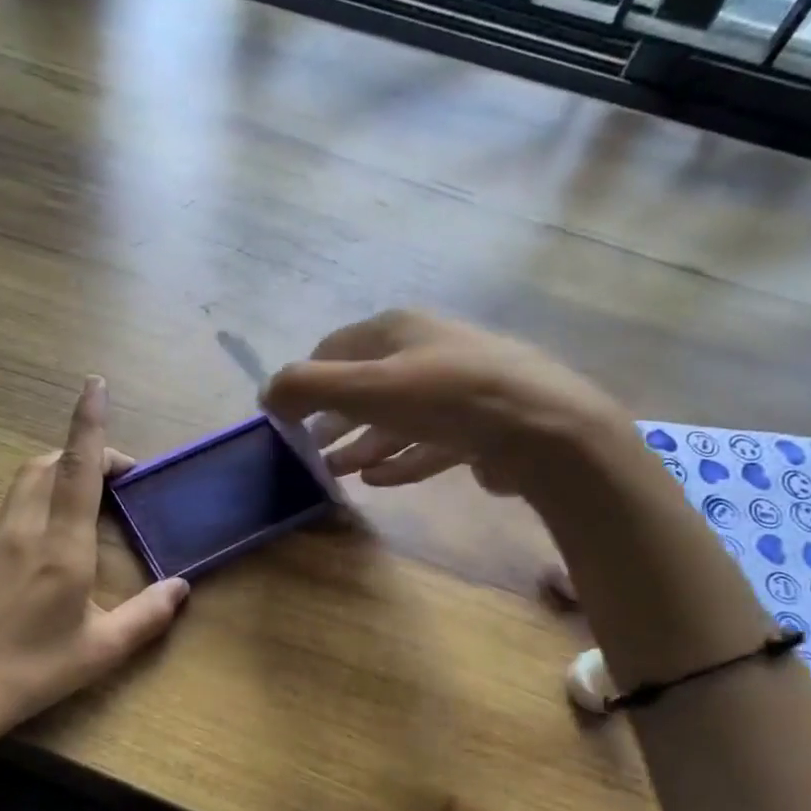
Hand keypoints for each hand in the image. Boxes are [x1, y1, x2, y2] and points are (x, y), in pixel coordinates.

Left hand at [0, 378, 189, 743]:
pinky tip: (60, 523)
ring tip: (95, 493)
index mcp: (61, 546)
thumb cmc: (33, 670)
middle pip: (51, 462)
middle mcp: (27, 528)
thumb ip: (148, 616)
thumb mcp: (101, 649)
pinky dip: (45, 488)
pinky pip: (18, 498)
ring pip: (30, 476)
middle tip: (122, 478)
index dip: (88, 423)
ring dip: (63, 467)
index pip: (78, 469)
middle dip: (86, 451)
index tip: (95, 385)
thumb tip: (182, 587)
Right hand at [261, 309, 630, 502]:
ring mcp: (457, 390)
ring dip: (362, 443)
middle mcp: (427, 352)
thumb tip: (267, 394)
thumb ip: (309, 386)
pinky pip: (426, 443)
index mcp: (399, 330)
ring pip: (395, 418)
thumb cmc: (446, 396)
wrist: (543, 429)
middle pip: (366, 385)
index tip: (284, 416)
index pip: (336, 348)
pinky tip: (376, 480)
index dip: (306, 380)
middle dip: (333, 418)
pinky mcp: (479, 428)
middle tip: (305, 450)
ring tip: (334, 471)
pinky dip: (398, 459)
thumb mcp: (366, 386)